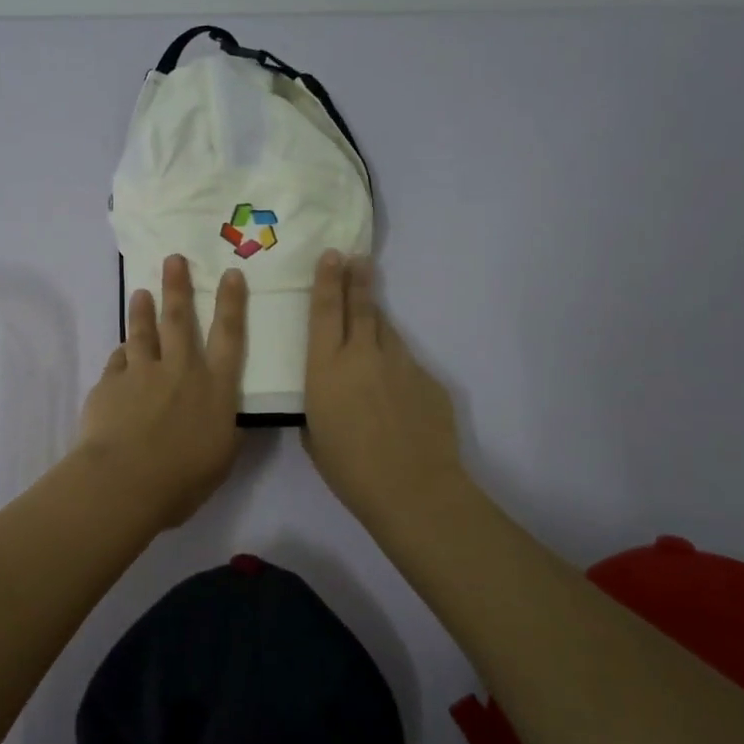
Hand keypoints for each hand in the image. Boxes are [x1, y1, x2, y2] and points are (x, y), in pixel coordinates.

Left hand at [75, 253, 247, 529]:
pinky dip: (121, 355)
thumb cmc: (183, 478)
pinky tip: (120, 351)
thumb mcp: (221, 458)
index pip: (229, 337)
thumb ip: (224, 431)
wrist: (125, 482)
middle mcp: (180, 371)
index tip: (230, 274)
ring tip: (140, 292)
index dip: (231, 304)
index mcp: (214, 388)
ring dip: (142, 310)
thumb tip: (227, 419)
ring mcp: (142, 373)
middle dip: (178, 287)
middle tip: (173, 259)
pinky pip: (117, 362)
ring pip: (142, 332)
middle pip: (180, 320)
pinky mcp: (110, 383)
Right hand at [303, 250, 463, 531]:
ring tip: (371, 321)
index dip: (326, 280)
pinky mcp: (429, 379)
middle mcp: (363, 355)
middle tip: (358, 258)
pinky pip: (407, 364)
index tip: (332, 255)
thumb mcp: (315, 434)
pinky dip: (397, 367)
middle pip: (361, 307)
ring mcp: (401, 363)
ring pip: (387, 331)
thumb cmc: (349, 469)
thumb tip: (330, 391)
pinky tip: (396, 392)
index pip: (324, 312)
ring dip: (377, 323)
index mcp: (326, 368)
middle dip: (357, 279)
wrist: (413, 488)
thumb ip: (319, 403)